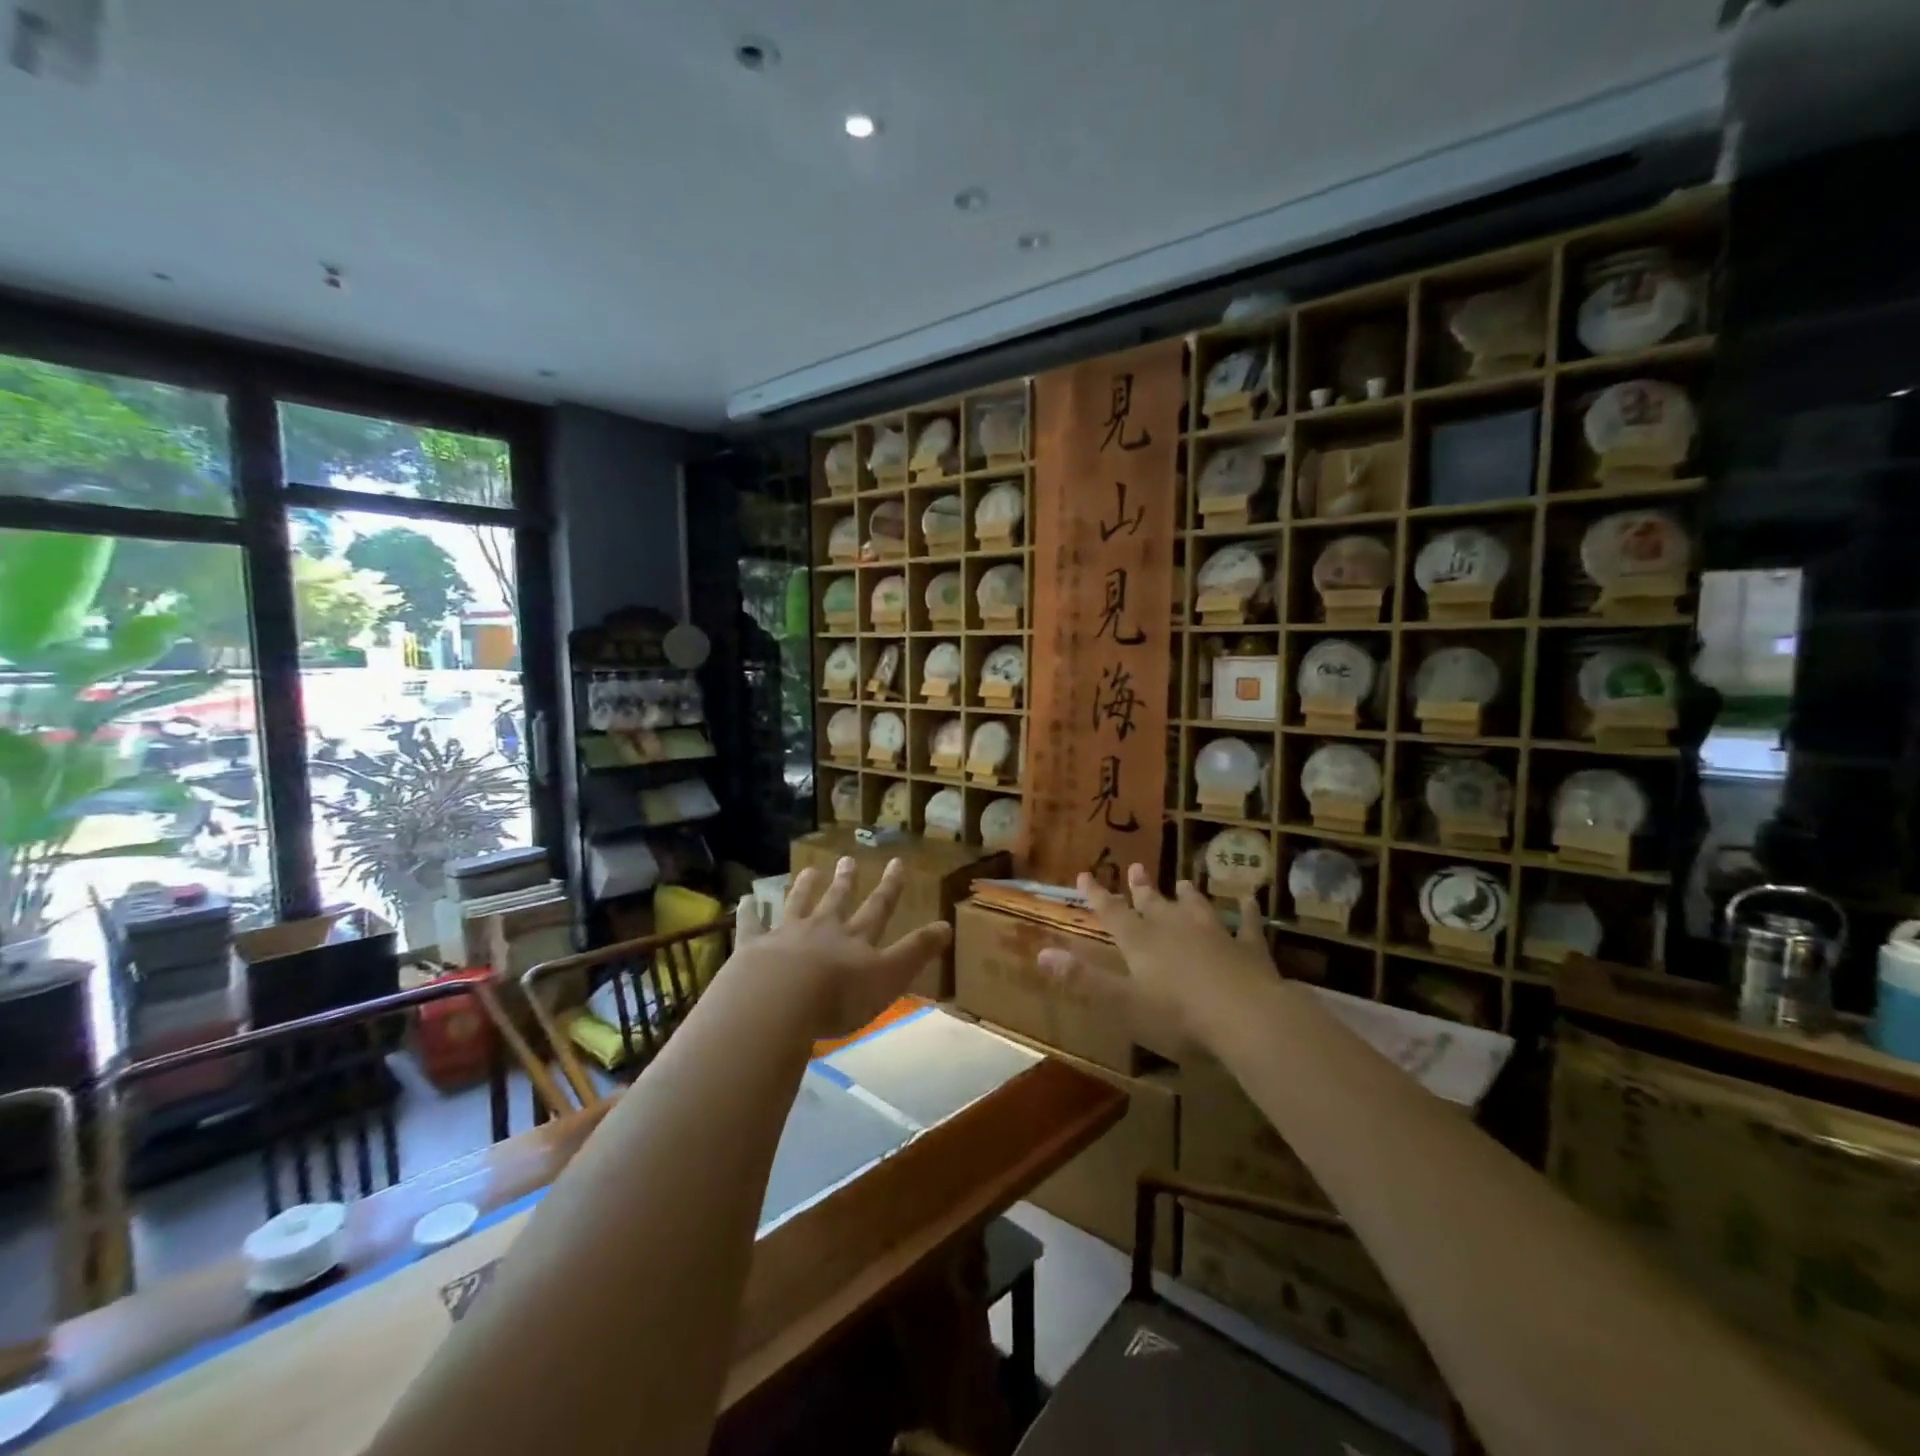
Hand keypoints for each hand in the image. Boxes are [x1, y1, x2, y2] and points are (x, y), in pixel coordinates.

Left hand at [729, 856, 950, 1039]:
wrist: (778, 1001)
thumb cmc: (839, 995)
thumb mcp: (890, 977)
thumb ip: (917, 952)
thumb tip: (947, 925)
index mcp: (855, 938)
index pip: (878, 907)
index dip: (890, 886)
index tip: (896, 862)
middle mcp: (822, 928)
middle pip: (836, 900)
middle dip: (845, 881)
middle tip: (847, 859)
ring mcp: (785, 935)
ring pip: (797, 904)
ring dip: (805, 887)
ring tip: (809, 870)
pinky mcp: (753, 947)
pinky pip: (751, 925)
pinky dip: (750, 911)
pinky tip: (746, 899)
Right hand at [1038, 863, 1278, 1055]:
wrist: (1244, 1016)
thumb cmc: (1177, 1015)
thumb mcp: (1122, 1001)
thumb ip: (1083, 977)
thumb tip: (1041, 953)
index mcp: (1141, 942)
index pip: (1112, 913)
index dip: (1097, 895)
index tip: (1085, 874)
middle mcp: (1174, 928)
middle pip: (1153, 903)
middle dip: (1142, 888)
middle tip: (1136, 867)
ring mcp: (1213, 934)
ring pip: (1196, 907)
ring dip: (1188, 896)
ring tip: (1183, 882)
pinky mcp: (1248, 948)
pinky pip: (1247, 925)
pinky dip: (1247, 912)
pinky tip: (1250, 900)